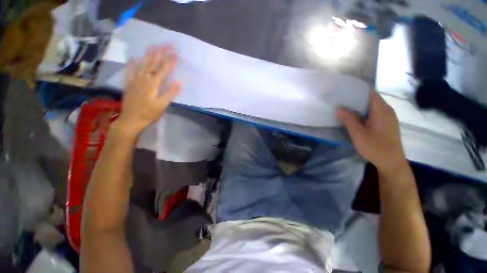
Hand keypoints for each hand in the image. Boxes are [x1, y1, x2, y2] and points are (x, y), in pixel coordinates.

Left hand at [116, 46, 180, 134]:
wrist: (131, 119)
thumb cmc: (150, 113)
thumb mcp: (163, 105)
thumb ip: (170, 93)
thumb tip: (178, 82)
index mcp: (153, 84)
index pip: (163, 70)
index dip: (170, 61)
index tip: (175, 53)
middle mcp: (144, 79)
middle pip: (153, 64)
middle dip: (160, 53)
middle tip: (166, 45)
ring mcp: (135, 80)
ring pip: (142, 64)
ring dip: (148, 55)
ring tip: (153, 47)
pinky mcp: (129, 84)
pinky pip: (130, 71)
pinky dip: (132, 64)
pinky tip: (133, 58)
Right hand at [337, 90, 406, 171]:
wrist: (391, 162)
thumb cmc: (375, 147)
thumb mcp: (358, 134)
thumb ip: (349, 119)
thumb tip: (339, 108)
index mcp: (381, 110)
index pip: (370, 92)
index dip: (357, 89)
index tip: (344, 90)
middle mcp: (387, 110)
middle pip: (371, 98)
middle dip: (356, 98)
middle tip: (341, 100)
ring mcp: (388, 117)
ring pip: (372, 106)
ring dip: (360, 105)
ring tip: (345, 107)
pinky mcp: (387, 123)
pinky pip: (375, 112)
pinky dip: (365, 112)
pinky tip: (355, 117)